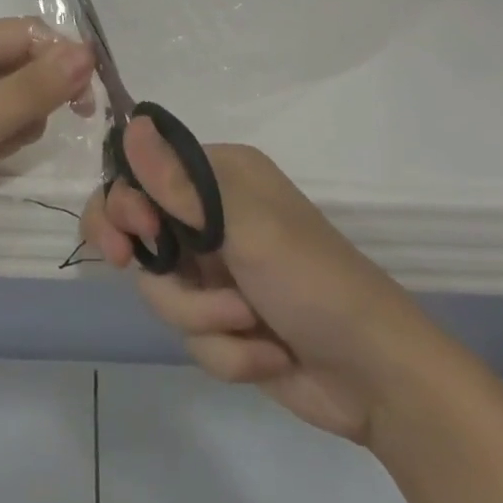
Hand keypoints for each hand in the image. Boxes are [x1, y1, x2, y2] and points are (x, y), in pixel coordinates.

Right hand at [82, 120, 459, 446]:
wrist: (379, 378)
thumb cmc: (313, 281)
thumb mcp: (245, 228)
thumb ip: (179, 184)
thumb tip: (131, 123)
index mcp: (218, 177)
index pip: (143, 174)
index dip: (124, 204)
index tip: (131, 236)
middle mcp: (211, 216)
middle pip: (141, 235)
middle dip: (157, 271)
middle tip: (142, 275)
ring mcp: (216, 271)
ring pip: (163, 292)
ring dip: (204, 317)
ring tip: (250, 324)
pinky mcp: (224, 321)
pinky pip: (192, 334)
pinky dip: (227, 351)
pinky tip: (267, 354)